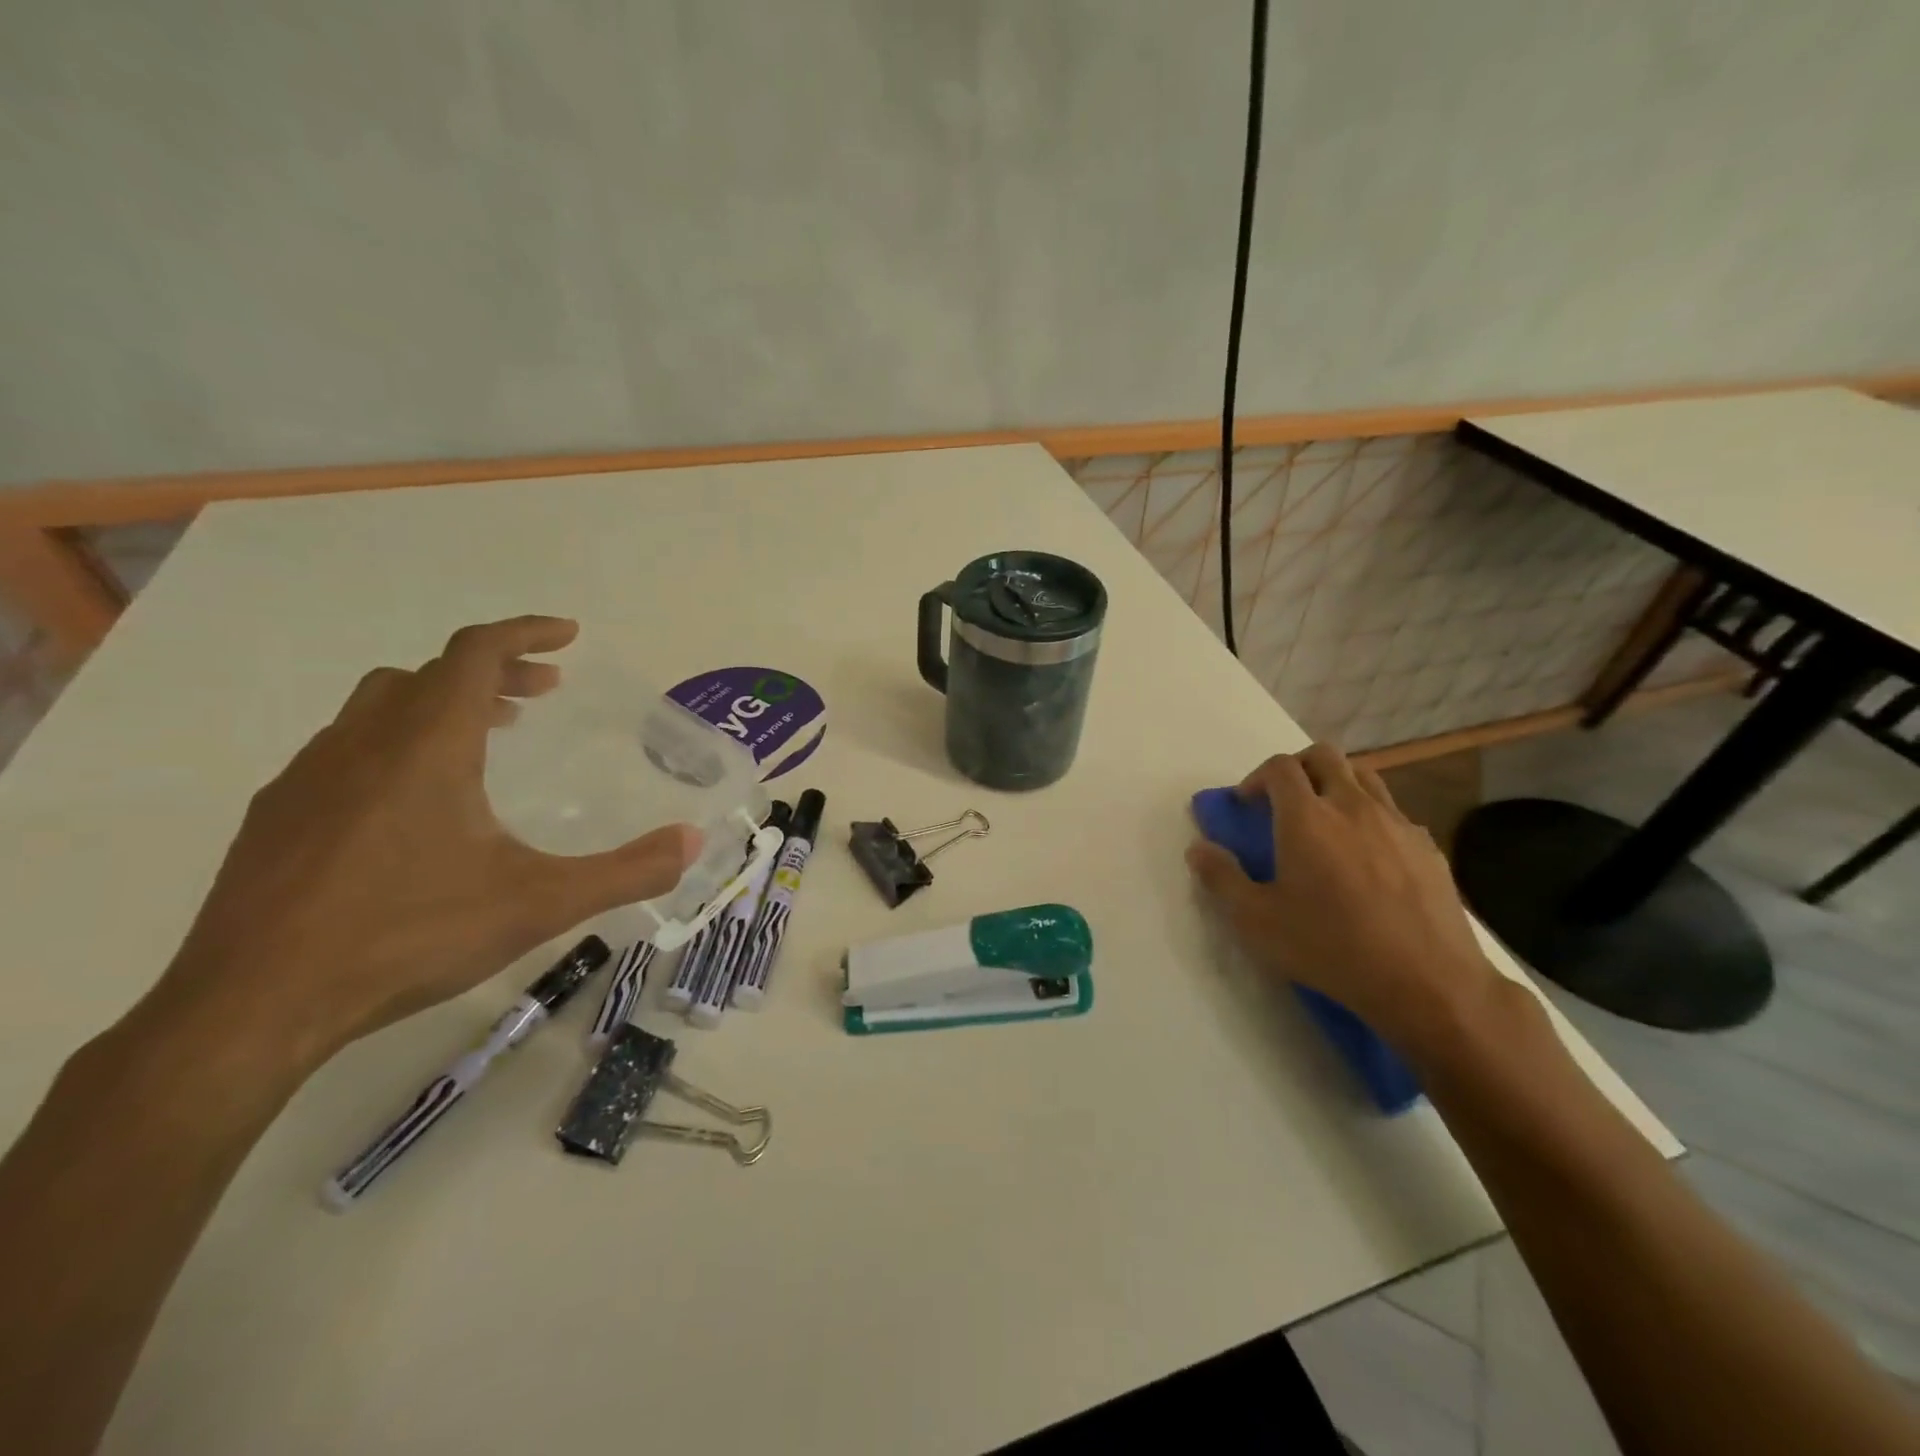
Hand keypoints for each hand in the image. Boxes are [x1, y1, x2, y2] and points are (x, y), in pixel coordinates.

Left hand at [143, 617, 700, 1071]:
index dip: (526, 632)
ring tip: (486, 740)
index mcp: (427, 746)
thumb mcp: (540, 904)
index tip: (568, 636)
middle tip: (542, 695)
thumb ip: (626, 870)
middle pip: (431, 673)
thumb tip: (694, 841)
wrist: (253, 1006)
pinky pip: (346, 749)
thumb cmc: (408, 937)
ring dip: (441, 704)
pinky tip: (412, 804)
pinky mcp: (276, 816)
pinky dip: (395, 744)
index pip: (475, 653)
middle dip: (495, 671)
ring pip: (380, 706)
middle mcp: (363, 743)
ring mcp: (308, 777)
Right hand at [1186, 743, 1500, 1060]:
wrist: (1427, 982)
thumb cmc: (1330, 947)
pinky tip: (1368, 859)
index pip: (1279, 767)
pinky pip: (1394, 812)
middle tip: (1283, 802)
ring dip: (1337, 784)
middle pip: (1324, 756)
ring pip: (1364, 776)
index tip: (1246, 804)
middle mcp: (1352, 806)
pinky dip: (1372, 817)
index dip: (1256, 777)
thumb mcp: (1256, 921)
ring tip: (1326, 822)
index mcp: (1306, 817)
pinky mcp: (1428, 847)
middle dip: (1298, 767)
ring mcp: (1396, 823)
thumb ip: (1221, 878)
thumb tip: (1197, 849)